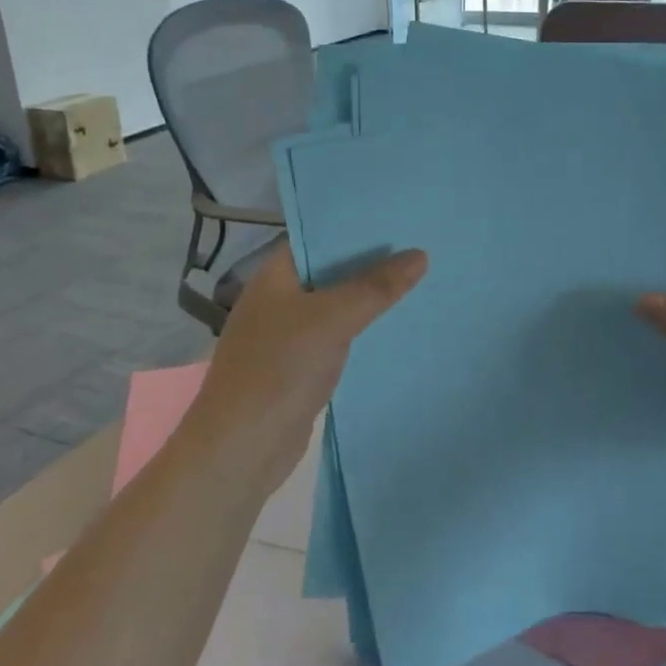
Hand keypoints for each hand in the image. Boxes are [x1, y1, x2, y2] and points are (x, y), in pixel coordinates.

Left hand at [188, 244, 427, 497]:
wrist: (242, 448)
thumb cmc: (280, 369)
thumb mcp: (332, 319)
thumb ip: (376, 286)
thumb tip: (419, 255)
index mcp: (275, 275)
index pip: (318, 236)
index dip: (357, 225)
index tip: (400, 217)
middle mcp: (279, 298)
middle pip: (332, 271)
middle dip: (372, 262)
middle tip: (422, 246)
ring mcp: (288, 334)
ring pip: (338, 305)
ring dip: (371, 298)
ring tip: (421, 280)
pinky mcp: (300, 367)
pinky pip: (339, 337)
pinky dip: (364, 331)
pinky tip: (398, 327)